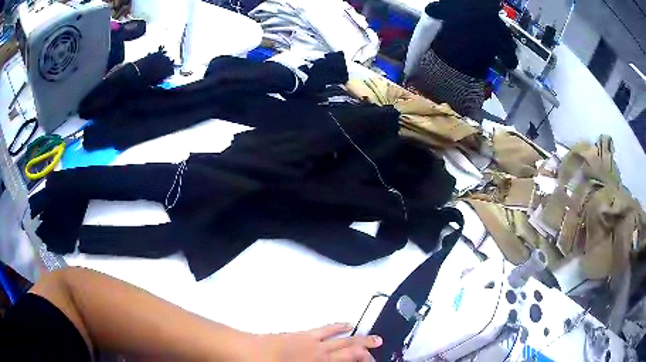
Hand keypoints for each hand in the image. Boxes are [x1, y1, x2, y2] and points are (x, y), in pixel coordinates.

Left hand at [251, 323, 381, 361]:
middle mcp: (319, 353)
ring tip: (375, 339)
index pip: (349, 360)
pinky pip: (325, 329)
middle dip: (366, 352)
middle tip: (377, 353)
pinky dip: (338, 326)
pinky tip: (347, 324)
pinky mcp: (302, 335)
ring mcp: (312, 342)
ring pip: (342, 339)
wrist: (245, 352)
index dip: (363, 360)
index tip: (371, 361)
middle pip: (350, 351)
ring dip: (359, 339)